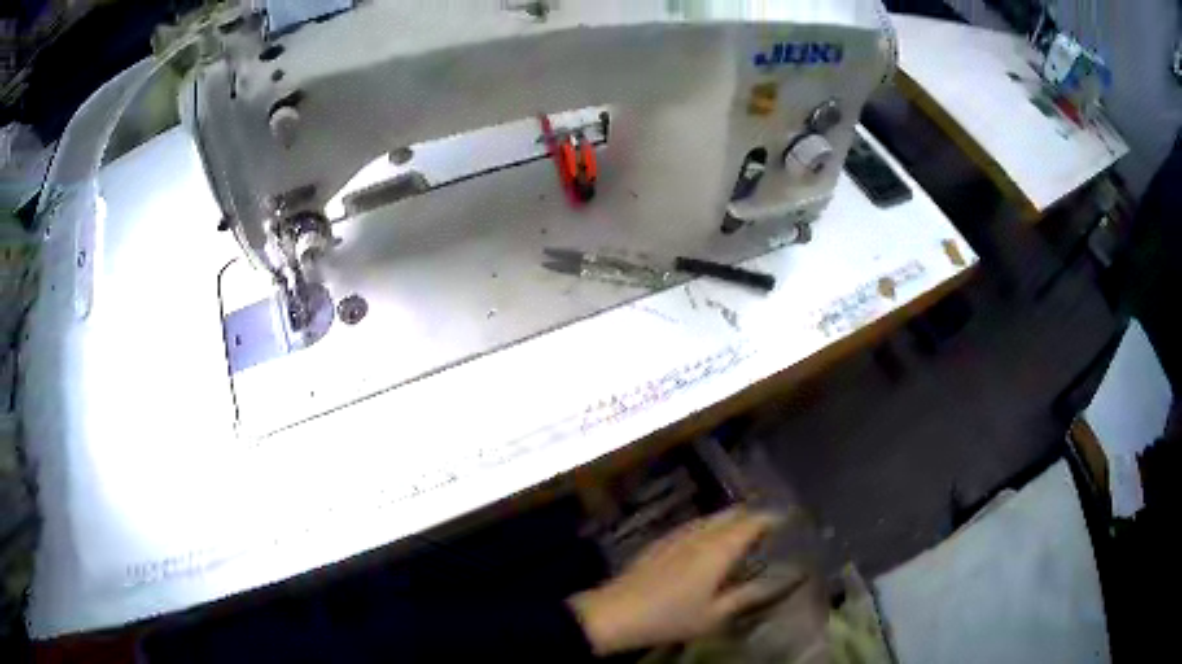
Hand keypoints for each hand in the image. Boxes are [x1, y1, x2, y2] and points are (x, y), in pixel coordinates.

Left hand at [568, 507, 795, 654]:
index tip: (787, 519)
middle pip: (731, 513)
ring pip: (710, 517)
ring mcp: (676, 536)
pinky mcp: (660, 542)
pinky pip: (693, 525)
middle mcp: (699, 534)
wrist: (616, 613)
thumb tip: (777, 581)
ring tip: (743, 531)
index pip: (751, 522)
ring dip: (730, 519)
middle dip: (751, 514)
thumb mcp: (714, 614)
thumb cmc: (671, 617)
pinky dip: (710, 527)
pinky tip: (708, 541)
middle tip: (768, 525)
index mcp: (718, 549)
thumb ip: (747, 595)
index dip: (771, 518)